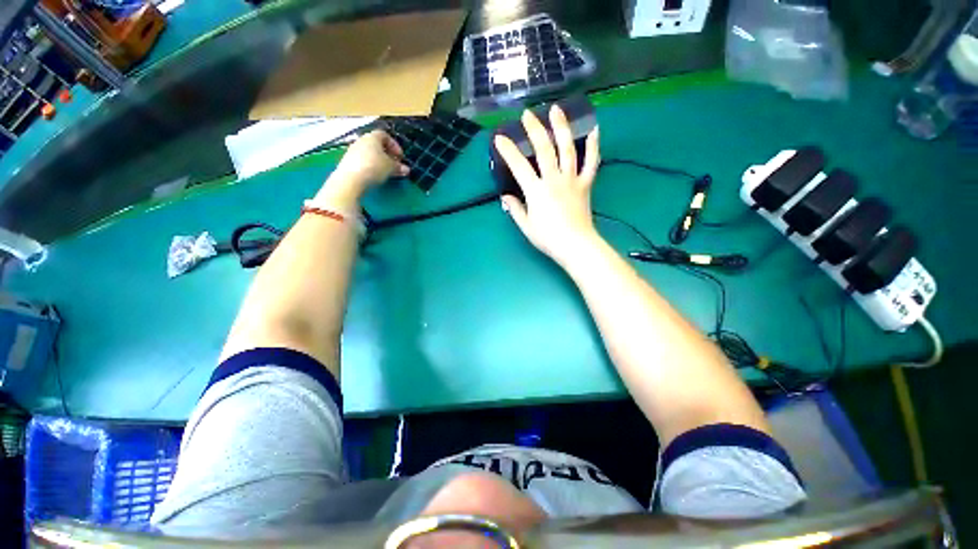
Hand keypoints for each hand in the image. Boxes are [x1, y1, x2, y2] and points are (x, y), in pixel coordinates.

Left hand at [330, 130, 409, 195]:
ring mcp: (353, 151)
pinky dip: (371, 166)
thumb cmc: (374, 167)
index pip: (385, 135)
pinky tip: (374, 175)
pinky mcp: (348, 161)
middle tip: (395, 165)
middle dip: (387, 154)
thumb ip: (399, 167)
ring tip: (386, 172)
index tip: (400, 157)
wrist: (351, 179)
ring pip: (370, 153)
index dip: (394, 145)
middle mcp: (361, 141)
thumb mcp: (391, 167)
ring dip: (379, 161)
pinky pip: (363, 161)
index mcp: (372, 137)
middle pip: (377, 145)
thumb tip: (406, 169)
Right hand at [494, 105, 600, 266]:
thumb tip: (506, 196)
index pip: (519, 166)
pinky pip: (592, 162)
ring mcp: (572, 180)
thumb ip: (515, 208)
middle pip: (544, 149)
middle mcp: (553, 180)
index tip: (500, 137)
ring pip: (567, 149)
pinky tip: (594, 129)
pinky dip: (593, 146)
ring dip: (561, 127)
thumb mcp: (526, 225)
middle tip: (528, 114)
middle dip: (534, 129)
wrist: (575, 245)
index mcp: (536, 191)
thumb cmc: (548, 238)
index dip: (508, 150)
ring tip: (557, 110)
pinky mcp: (585, 184)